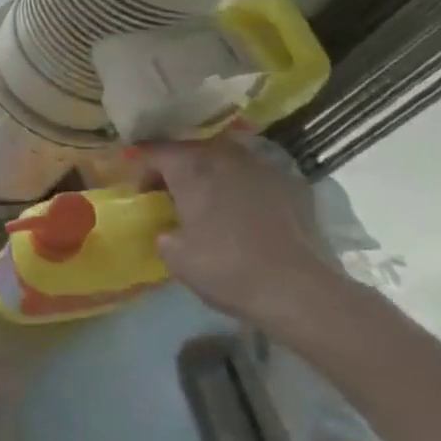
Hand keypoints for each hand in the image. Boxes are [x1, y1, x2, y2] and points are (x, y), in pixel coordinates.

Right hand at [134, 136, 354, 335]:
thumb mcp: (175, 257)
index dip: (143, 170)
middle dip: (179, 169)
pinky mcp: (293, 186)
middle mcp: (225, 156)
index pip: (156, 152)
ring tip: (211, 201)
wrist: (299, 291)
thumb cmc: (226, 269)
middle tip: (172, 195)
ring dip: (214, 175)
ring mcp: (264, 167)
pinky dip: (246, 187)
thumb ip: (164, 233)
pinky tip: (247, 213)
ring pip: (228, 160)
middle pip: (192, 150)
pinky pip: (258, 177)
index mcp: (191, 168)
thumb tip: (170, 230)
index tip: (141, 194)